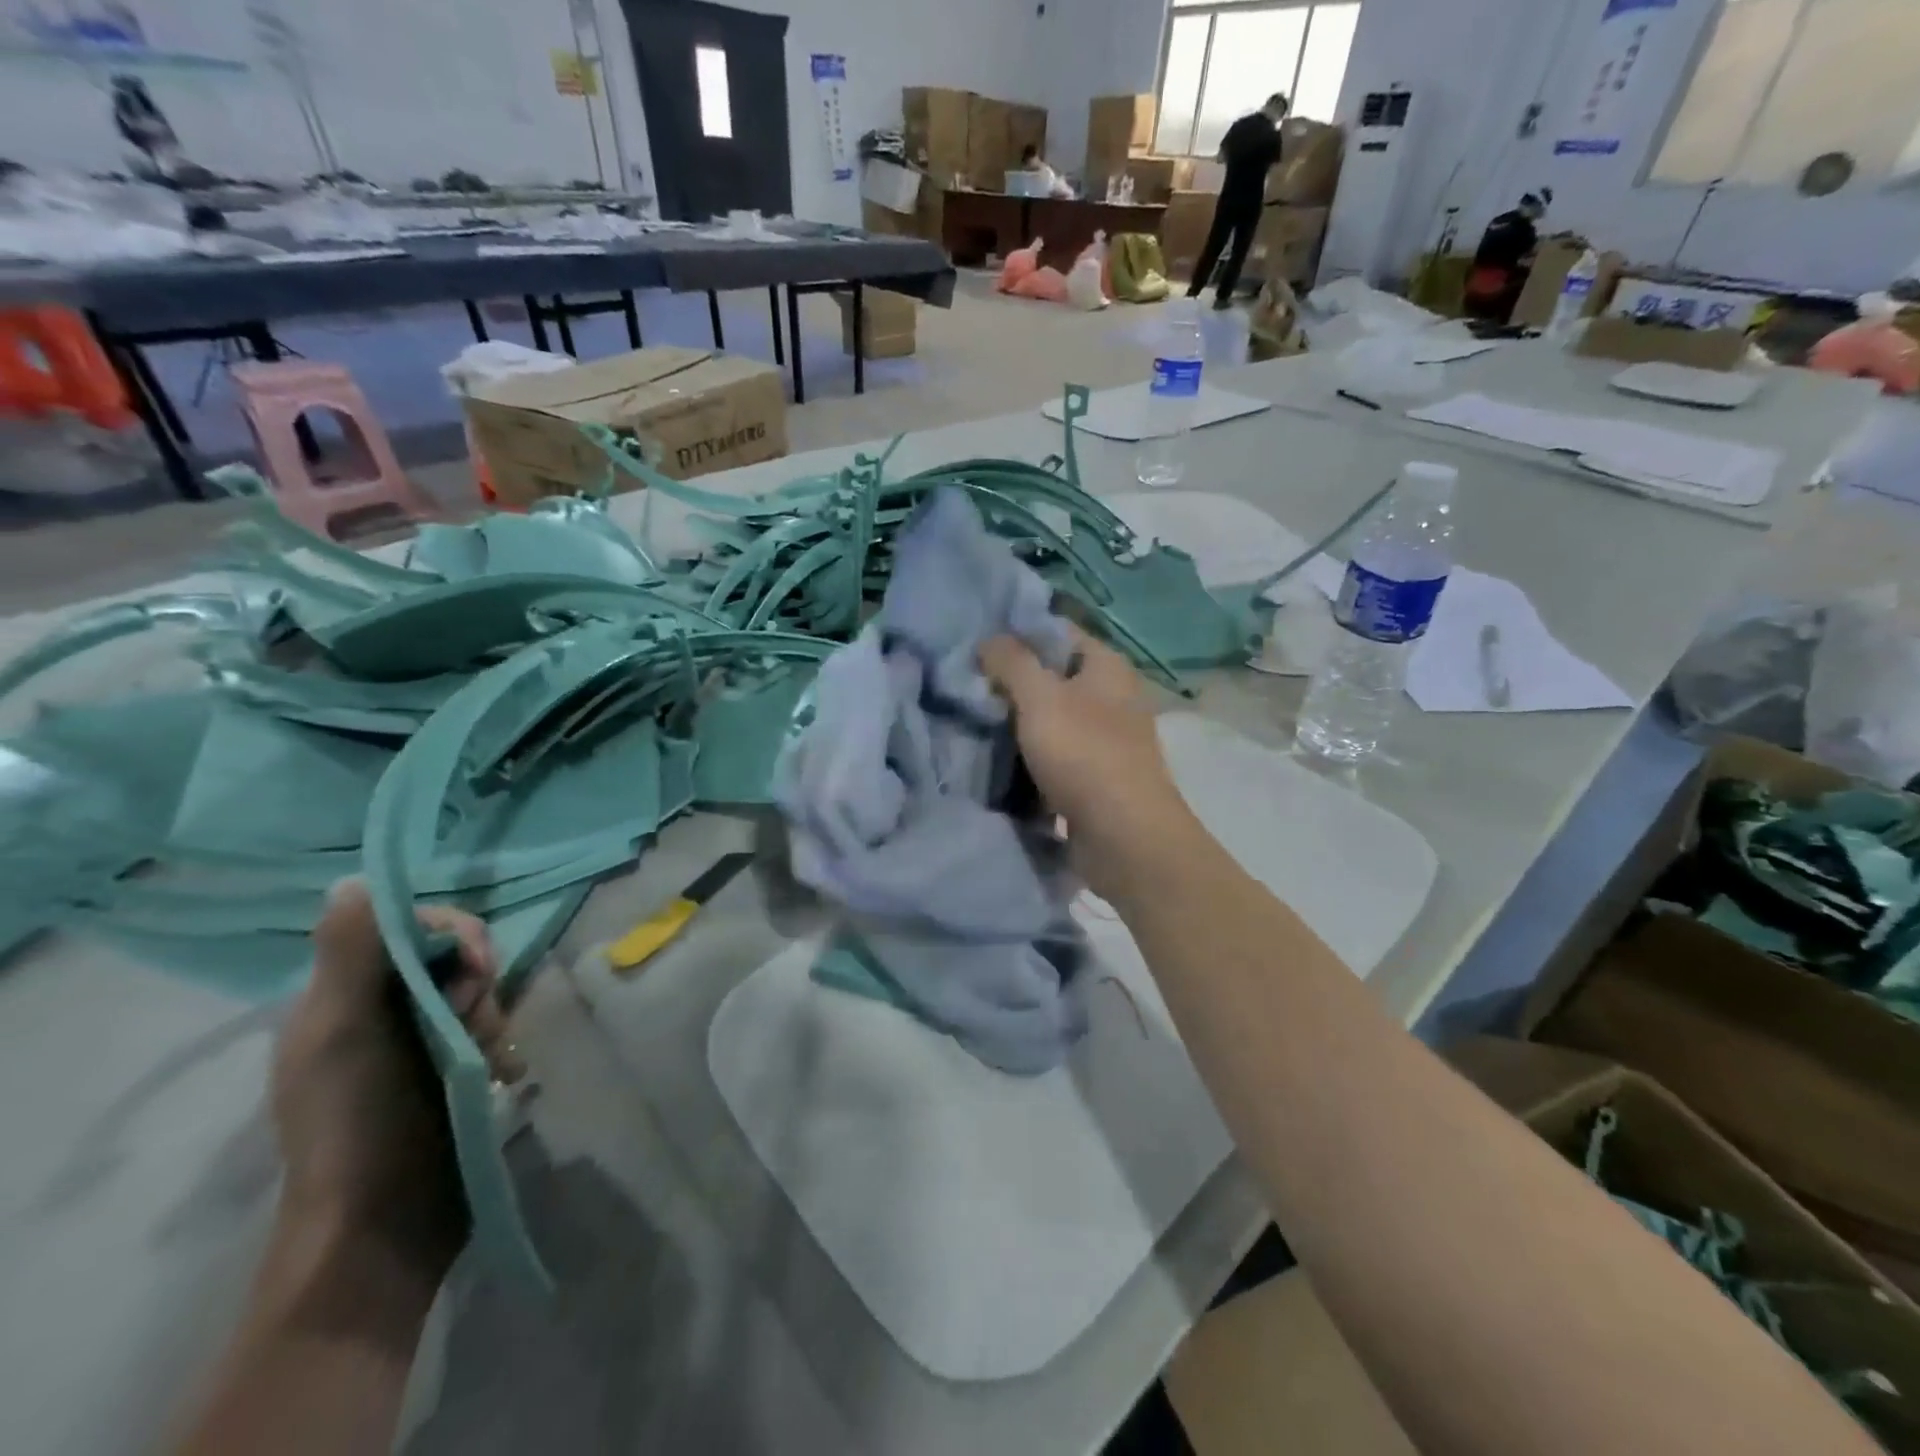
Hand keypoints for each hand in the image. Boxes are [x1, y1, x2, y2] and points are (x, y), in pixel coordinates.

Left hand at [270, 879, 522, 1289]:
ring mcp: (421, 1044)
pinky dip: (503, 1045)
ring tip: (489, 1060)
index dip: (452, 933)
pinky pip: (493, 1030)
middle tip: (477, 1022)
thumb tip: (353, 879)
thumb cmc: (356, 1122)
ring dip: (494, 1017)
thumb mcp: (343, 1032)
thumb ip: (352, 954)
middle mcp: (381, 1011)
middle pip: (453, 958)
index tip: (476, 964)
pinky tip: (504, 1072)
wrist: (385, 1226)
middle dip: (478, 983)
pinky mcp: (455, 1071)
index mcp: (342, 997)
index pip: (410, 928)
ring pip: (480, 993)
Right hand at [980, 628, 1196, 899]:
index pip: (1058, 632)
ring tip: (974, 720)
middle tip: (967, 686)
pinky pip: (1055, 755)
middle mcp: (1111, 696)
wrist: (1124, 837)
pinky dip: (1030, 756)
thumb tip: (989, 639)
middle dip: (1012, 682)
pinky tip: (997, 759)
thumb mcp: (1040, 697)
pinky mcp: (1095, 776)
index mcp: (1107, 666)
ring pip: (1052, 718)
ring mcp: (1105, 739)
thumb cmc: (1084, 755)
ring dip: (1018, 723)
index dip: (1018, 633)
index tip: (976, 645)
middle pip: (1053, 676)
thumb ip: (1012, 662)